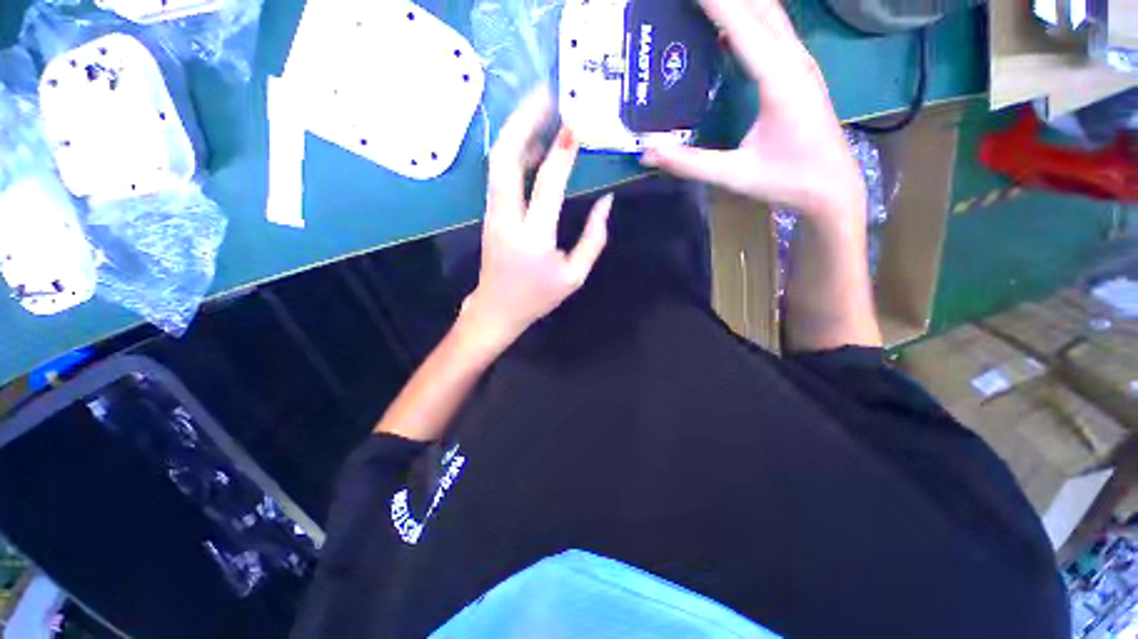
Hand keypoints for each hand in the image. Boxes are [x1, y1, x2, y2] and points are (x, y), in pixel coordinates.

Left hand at [461, 90, 613, 350]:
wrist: (497, 309)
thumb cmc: (539, 296)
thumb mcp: (575, 275)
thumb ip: (594, 238)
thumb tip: (606, 202)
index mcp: (534, 238)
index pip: (547, 185)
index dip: (562, 153)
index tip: (576, 126)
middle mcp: (507, 219)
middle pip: (506, 160)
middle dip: (524, 122)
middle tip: (547, 95)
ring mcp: (493, 214)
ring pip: (498, 163)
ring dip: (517, 131)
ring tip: (542, 109)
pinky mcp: (490, 212)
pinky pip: (500, 174)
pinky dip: (515, 152)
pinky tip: (534, 144)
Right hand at [642, 0, 864, 224]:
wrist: (832, 188)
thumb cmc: (788, 180)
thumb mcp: (734, 174)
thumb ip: (690, 163)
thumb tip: (648, 153)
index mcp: (780, 80)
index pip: (743, 27)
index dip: (714, 2)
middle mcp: (795, 61)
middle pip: (762, 8)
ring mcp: (802, 64)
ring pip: (772, 14)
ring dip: (743, 2)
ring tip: (709, 3)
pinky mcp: (801, 73)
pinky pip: (775, 31)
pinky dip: (751, 18)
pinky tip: (731, 24)